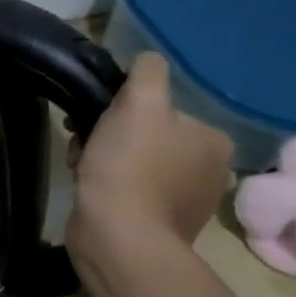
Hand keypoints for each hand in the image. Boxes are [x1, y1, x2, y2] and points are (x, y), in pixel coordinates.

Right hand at [67, 52, 231, 258]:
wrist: (118, 236)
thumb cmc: (130, 165)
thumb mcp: (140, 103)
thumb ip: (148, 73)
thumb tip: (148, 60)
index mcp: (213, 140)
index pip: (163, 107)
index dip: (124, 107)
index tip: (99, 116)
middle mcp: (209, 170)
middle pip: (148, 134)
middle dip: (111, 133)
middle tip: (85, 140)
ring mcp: (185, 200)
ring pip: (134, 160)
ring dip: (103, 157)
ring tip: (82, 166)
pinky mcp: (158, 223)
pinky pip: (128, 189)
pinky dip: (106, 183)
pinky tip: (88, 185)